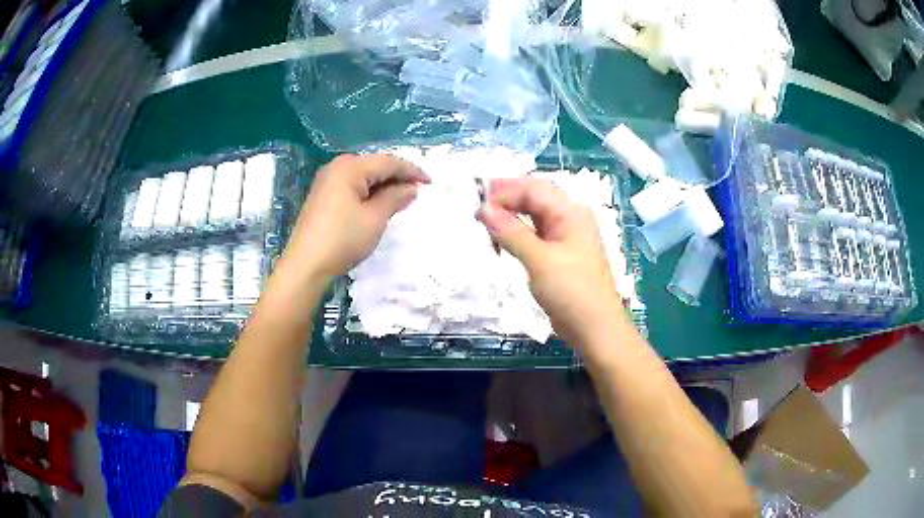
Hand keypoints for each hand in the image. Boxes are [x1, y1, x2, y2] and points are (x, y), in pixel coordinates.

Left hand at [284, 154, 429, 280]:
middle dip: (397, 177)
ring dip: (383, 185)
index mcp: (350, 167)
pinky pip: (352, 186)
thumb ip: (395, 198)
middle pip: (374, 165)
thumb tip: (411, 188)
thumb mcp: (375, 218)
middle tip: (416, 191)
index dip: (411, 171)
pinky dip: (368, 192)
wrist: (306, 265)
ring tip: (401, 199)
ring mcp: (327, 181)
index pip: (388, 162)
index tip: (430, 183)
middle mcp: (336, 167)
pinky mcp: (322, 196)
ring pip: (363, 176)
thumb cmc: (343, 239)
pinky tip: (378, 204)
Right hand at [477, 176, 626, 348]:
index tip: (478, 203)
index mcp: (570, 212)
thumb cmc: (572, 291)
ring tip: (486, 224)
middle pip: (534, 197)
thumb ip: (511, 232)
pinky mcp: (559, 253)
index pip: (533, 188)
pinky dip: (517, 233)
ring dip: (511, 216)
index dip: (505, 190)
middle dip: (506, 200)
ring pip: (534, 215)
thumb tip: (483, 209)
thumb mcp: (539, 260)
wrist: (594, 327)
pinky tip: (502, 239)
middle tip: (478, 211)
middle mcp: (569, 218)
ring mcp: (565, 236)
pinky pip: (535, 233)